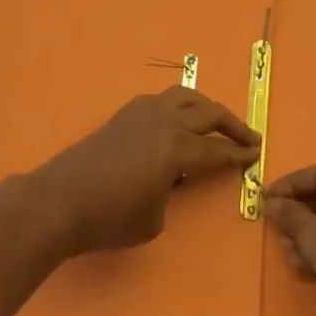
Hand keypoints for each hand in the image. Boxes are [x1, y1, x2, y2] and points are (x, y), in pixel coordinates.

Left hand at [28, 88, 258, 254]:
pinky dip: (179, 105)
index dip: (238, 154)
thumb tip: (168, 179)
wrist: (59, 201)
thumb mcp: (153, 219)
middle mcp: (165, 122)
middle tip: (250, 136)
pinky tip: (177, 119)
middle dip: (233, 124)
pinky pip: (162, 101)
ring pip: (185, 96)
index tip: (256, 155)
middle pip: (208, 113)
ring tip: (217, 119)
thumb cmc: (109, 218)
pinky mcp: (124, 114)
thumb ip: (170, 193)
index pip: (217, 150)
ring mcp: (143, 113)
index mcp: (177, 148)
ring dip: (206, 106)